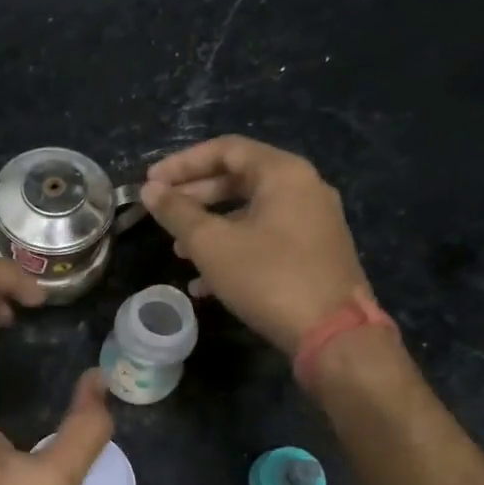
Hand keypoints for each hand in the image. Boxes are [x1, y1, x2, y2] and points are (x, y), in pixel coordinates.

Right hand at [142, 136, 372, 357]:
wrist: (333, 334)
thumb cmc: (268, 278)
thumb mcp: (212, 244)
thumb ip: (178, 213)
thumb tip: (151, 190)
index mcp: (283, 173)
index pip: (226, 150)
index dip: (183, 163)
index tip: (151, 182)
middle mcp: (304, 188)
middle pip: (239, 179)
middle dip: (195, 196)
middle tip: (162, 211)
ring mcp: (314, 222)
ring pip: (251, 213)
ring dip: (211, 227)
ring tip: (179, 251)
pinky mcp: (315, 254)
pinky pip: (266, 238)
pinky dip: (234, 249)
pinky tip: (205, 283)